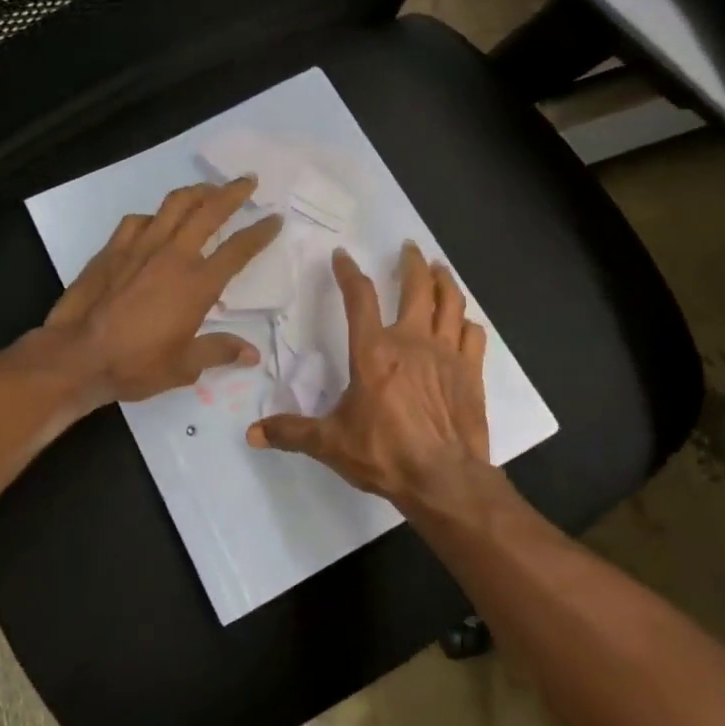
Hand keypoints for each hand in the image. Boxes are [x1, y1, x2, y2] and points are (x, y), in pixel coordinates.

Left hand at [42, 177, 281, 406]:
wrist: (77, 356)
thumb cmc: (135, 364)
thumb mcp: (184, 366)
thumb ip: (219, 351)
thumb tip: (252, 354)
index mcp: (198, 284)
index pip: (238, 249)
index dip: (260, 232)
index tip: (274, 218)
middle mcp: (173, 256)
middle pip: (209, 211)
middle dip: (233, 193)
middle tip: (248, 181)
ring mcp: (140, 247)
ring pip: (174, 205)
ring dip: (196, 192)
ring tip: (208, 189)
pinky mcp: (113, 248)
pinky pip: (139, 220)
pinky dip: (154, 216)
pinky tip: (156, 221)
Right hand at [247, 241, 489, 510]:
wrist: (443, 479)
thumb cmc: (384, 454)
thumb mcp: (330, 443)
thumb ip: (292, 432)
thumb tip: (251, 434)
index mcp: (373, 351)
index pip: (359, 298)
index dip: (349, 272)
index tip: (342, 256)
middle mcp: (411, 341)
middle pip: (416, 287)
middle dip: (411, 262)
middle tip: (408, 247)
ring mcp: (446, 354)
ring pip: (450, 302)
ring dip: (444, 281)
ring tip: (439, 268)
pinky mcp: (471, 372)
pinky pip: (473, 335)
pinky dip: (467, 322)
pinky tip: (463, 322)